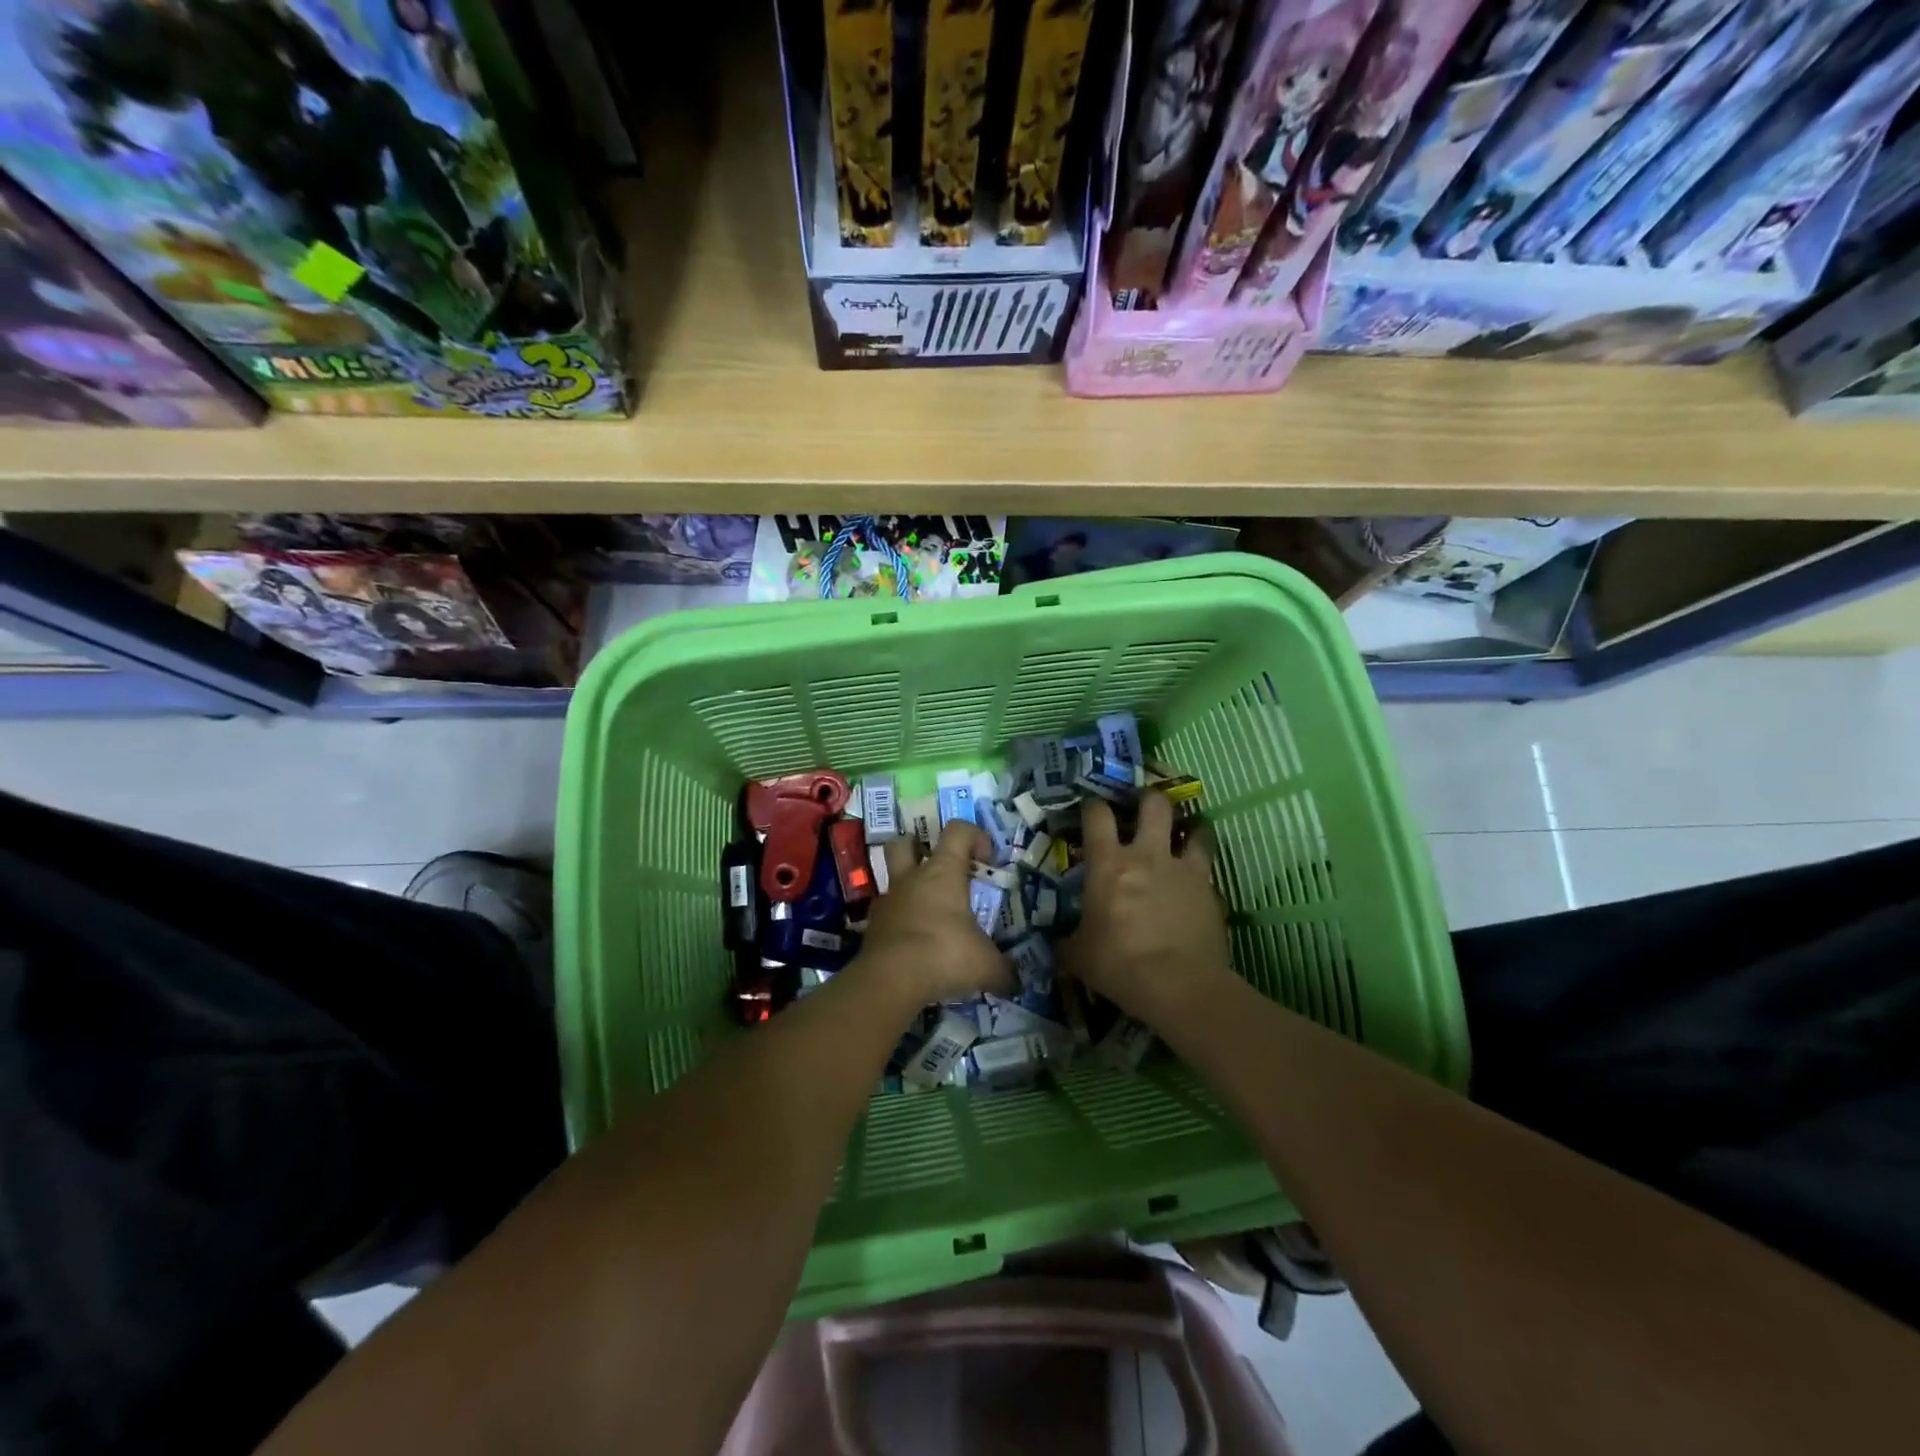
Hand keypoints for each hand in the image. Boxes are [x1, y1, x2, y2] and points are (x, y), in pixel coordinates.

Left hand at [855, 822, 1011, 1005]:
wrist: (891, 980)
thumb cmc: (945, 954)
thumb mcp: (986, 965)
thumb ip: (1003, 970)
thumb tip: (1014, 982)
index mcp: (943, 872)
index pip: (957, 831)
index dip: (974, 836)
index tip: (987, 860)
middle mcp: (911, 879)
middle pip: (904, 843)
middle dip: (917, 848)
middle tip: (936, 868)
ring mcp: (888, 901)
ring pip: (891, 880)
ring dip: (907, 890)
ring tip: (927, 914)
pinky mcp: (872, 928)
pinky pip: (886, 916)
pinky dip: (898, 923)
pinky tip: (913, 944)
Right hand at [1059, 793, 1231, 1025]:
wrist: (1178, 985)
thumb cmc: (1118, 964)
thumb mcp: (1079, 956)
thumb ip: (1068, 942)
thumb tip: (1057, 945)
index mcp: (1109, 864)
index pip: (1098, 815)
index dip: (1093, 805)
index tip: (1091, 807)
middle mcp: (1148, 855)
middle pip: (1154, 804)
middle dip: (1149, 798)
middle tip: (1145, 807)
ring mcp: (1184, 870)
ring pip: (1196, 830)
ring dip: (1191, 828)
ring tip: (1187, 833)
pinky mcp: (1211, 891)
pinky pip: (1209, 869)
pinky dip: (1203, 869)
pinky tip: (1198, 882)